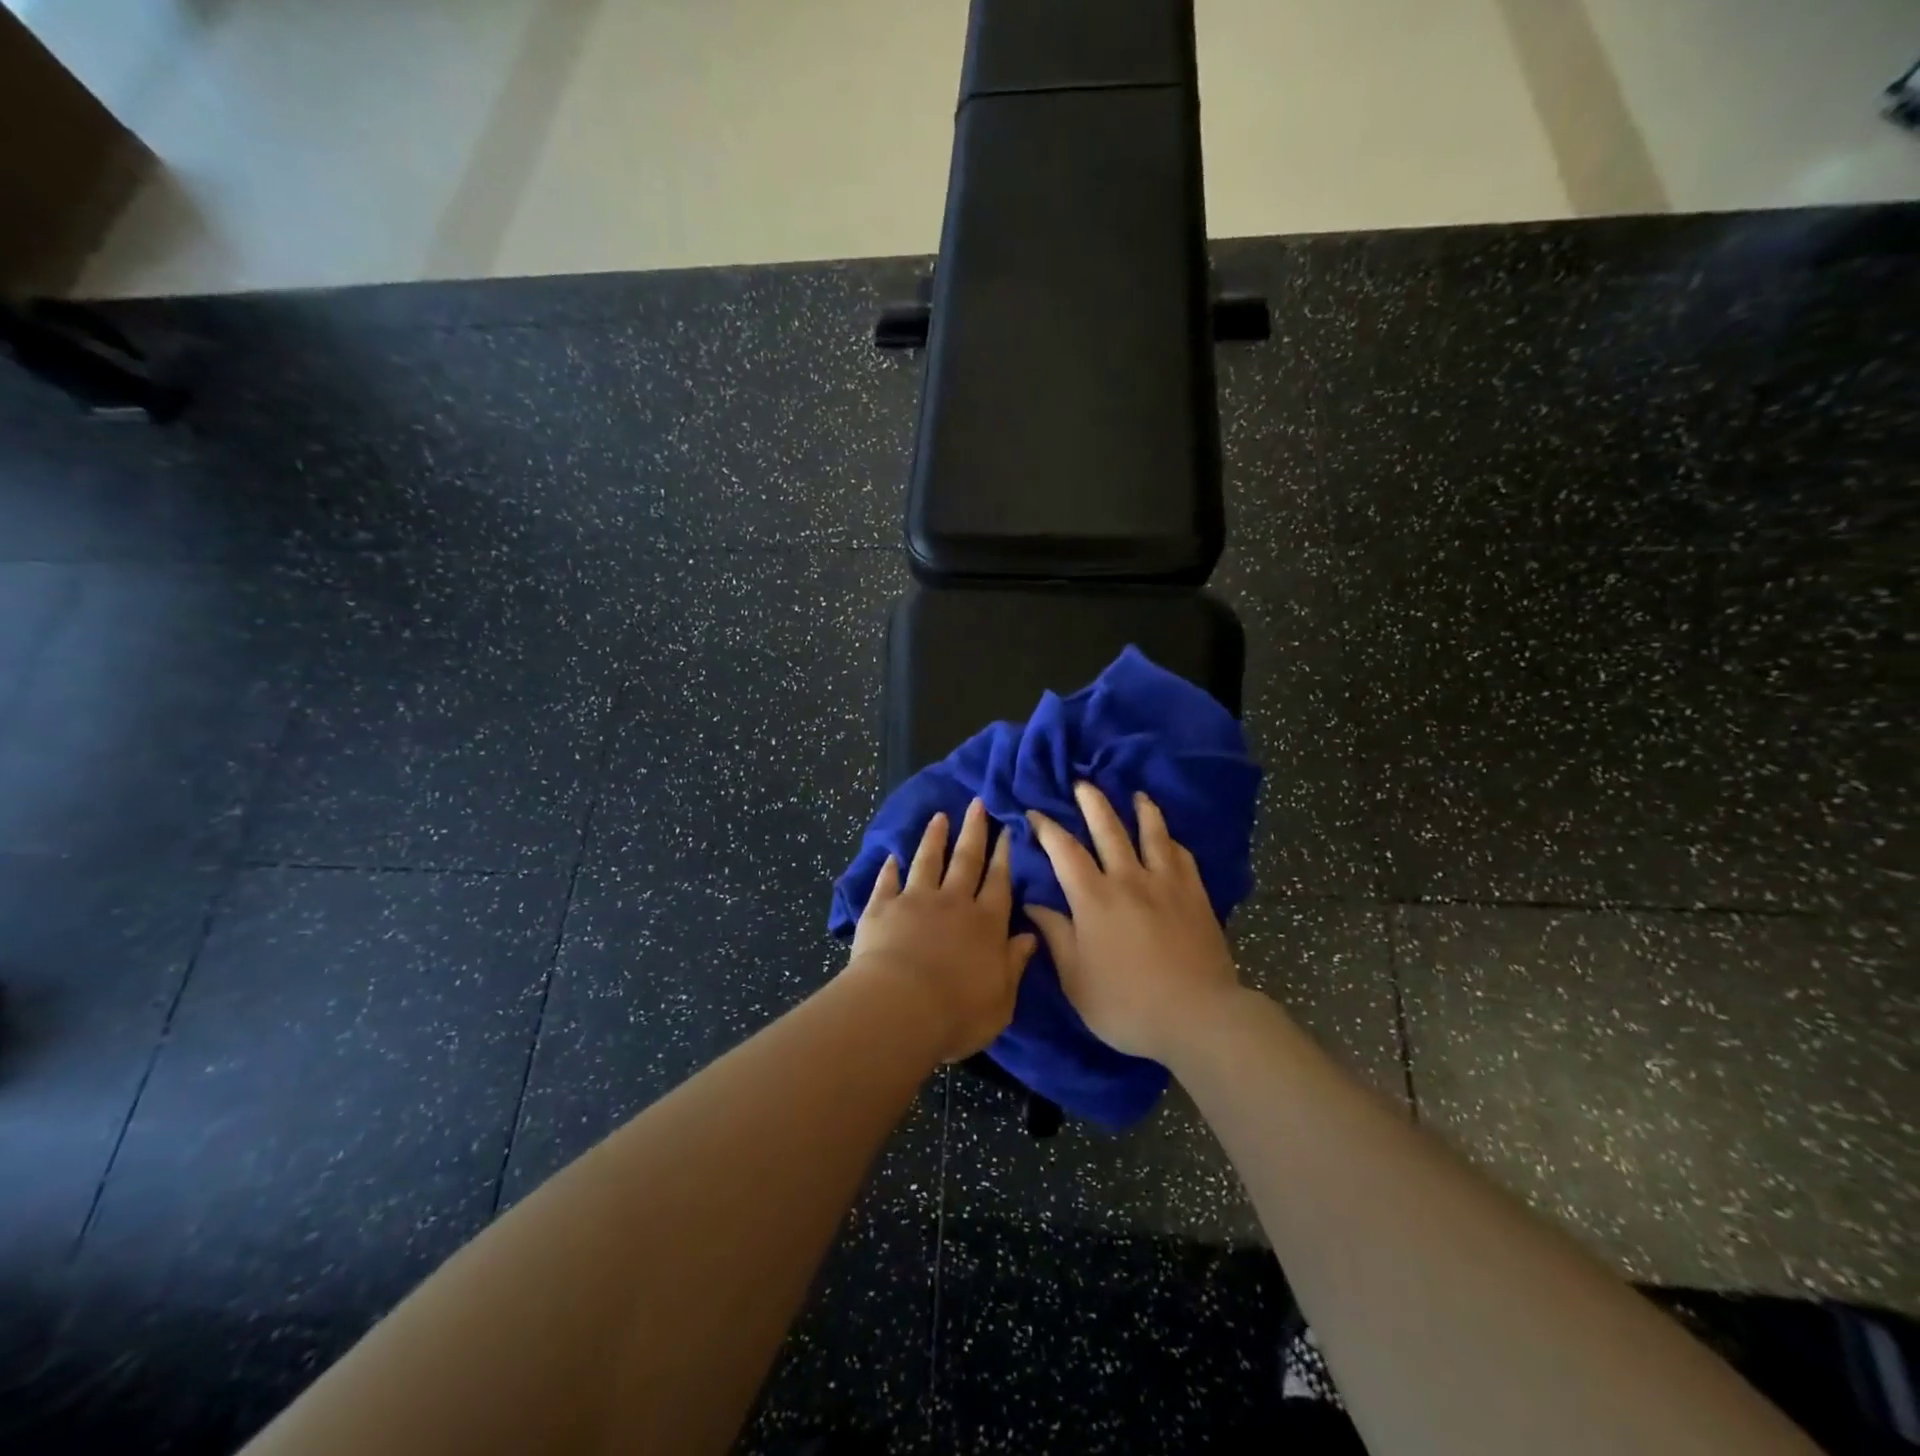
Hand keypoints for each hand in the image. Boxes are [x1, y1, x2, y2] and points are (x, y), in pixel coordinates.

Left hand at [848, 799, 1038, 1063]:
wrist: (899, 1008)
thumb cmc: (957, 1012)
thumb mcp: (1002, 999)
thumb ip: (1014, 965)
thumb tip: (1030, 937)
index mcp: (986, 924)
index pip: (999, 882)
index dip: (1004, 855)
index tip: (1006, 830)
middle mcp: (954, 903)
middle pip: (967, 860)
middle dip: (974, 831)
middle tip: (977, 803)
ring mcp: (915, 901)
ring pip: (928, 861)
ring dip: (934, 838)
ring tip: (939, 816)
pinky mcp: (881, 908)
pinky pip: (887, 882)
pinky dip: (889, 869)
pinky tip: (891, 856)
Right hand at [1026, 783, 1241, 1062]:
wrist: (1198, 1017)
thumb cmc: (1126, 1005)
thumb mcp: (1076, 979)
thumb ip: (1056, 936)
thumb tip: (1034, 903)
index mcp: (1094, 899)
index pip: (1064, 851)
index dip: (1047, 828)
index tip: (1034, 812)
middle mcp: (1128, 879)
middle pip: (1108, 828)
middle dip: (1092, 802)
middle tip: (1082, 783)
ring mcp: (1166, 884)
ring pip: (1152, 833)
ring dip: (1141, 810)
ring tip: (1136, 795)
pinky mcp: (1195, 895)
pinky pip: (1181, 856)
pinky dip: (1171, 841)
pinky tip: (1169, 838)